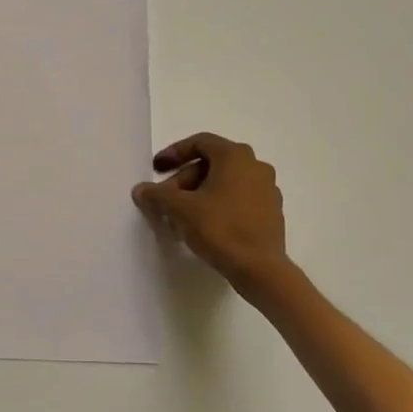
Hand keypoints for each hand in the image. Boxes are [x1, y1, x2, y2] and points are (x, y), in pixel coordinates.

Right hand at [133, 133, 286, 287]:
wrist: (260, 269)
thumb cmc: (220, 228)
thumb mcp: (179, 209)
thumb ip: (157, 194)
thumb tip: (141, 190)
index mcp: (235, 156)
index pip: (199, 142)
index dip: (173, 153)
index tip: (156, 169)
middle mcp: (255, 166)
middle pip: (210, 164)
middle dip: (183, 180)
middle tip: (165, 200)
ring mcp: (267, 190)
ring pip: (224, 183)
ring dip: (198, 194)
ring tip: (180, 217)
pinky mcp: (271, 212)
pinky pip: (237, 199)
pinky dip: (217, 205)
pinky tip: (202, 227)